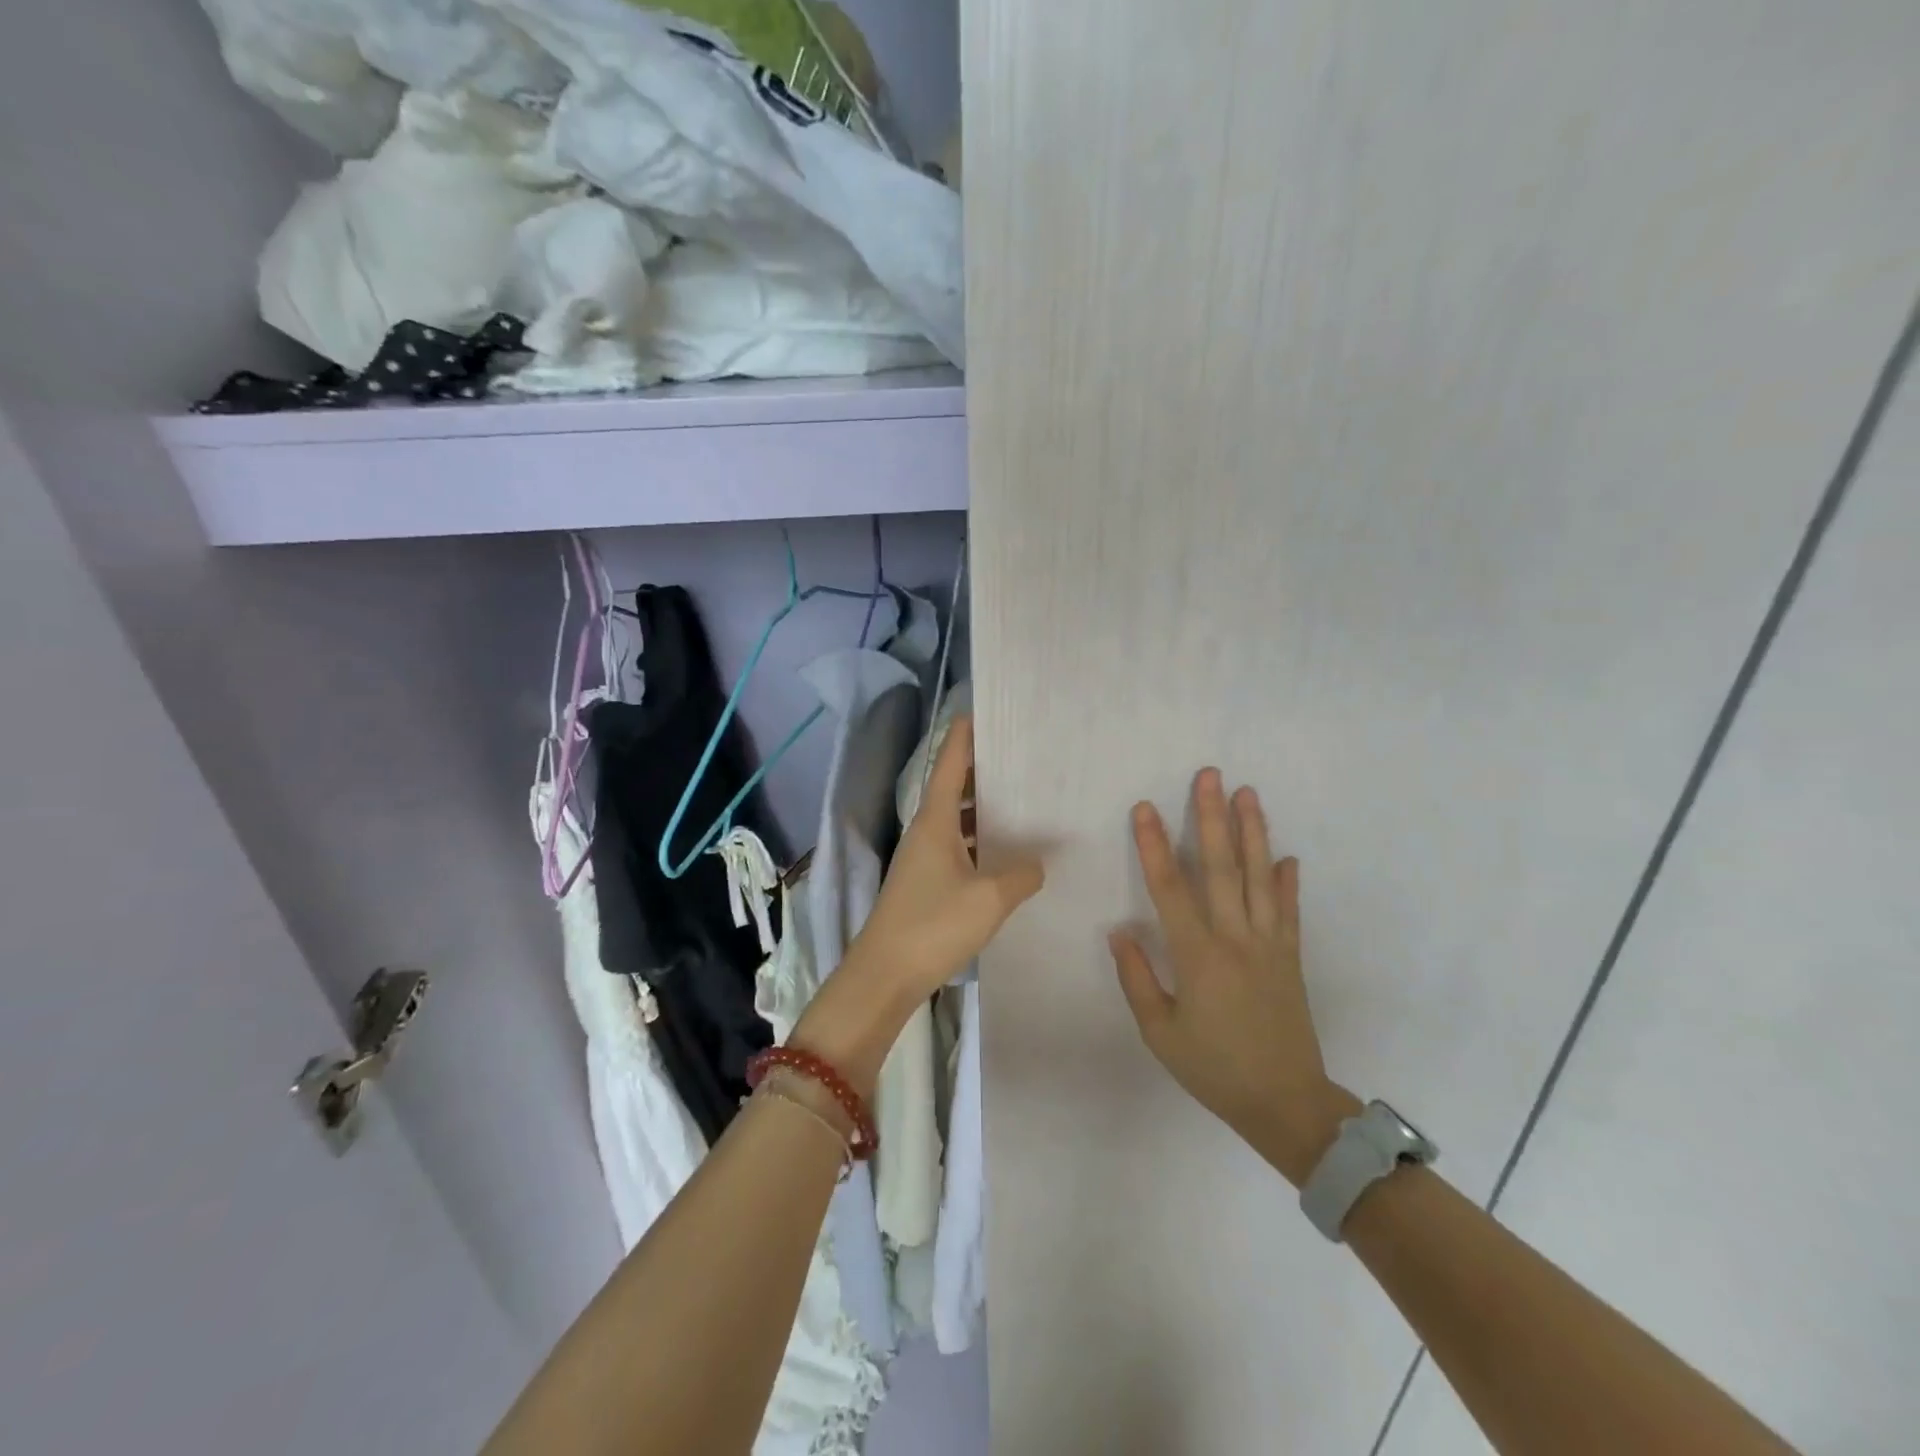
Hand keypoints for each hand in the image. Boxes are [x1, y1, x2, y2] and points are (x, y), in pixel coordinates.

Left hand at [794, 715, 1044, 1092]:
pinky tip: (1005, 853)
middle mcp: (926, 830)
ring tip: (1024, 800)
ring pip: (957, 819)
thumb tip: (1038, 862)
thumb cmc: (933, 925)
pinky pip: (957, 846)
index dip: (965, 735)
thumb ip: (1021, 874)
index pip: (950, 762)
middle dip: (984, 770)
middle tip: (1023, 758)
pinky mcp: (925, 883)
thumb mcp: (989, 899)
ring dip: (984, 808)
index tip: (983, 710)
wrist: (884, 975)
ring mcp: (923, 858)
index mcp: (935, 820)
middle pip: (954, 786)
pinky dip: (979, 840)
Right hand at [1110, 768, 1356, 1184]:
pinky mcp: (1290, 957)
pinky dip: (1287, 882)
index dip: (1155, 846)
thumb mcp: (1160, 1032)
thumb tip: (1120, 930)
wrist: (1286, 1103)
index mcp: (1198, 956)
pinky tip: (1286, 856)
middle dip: (1212, 818)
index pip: (1170, 889)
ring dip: (1253, 833)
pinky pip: (1288, 911)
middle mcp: (1236, 939)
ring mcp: (1269, 945)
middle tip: (1210, 775)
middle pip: (1221, 868)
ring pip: (1259, 878)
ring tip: (1248, 794)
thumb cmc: (1213, 1068)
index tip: (1145, 808)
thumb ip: (1136, 978)